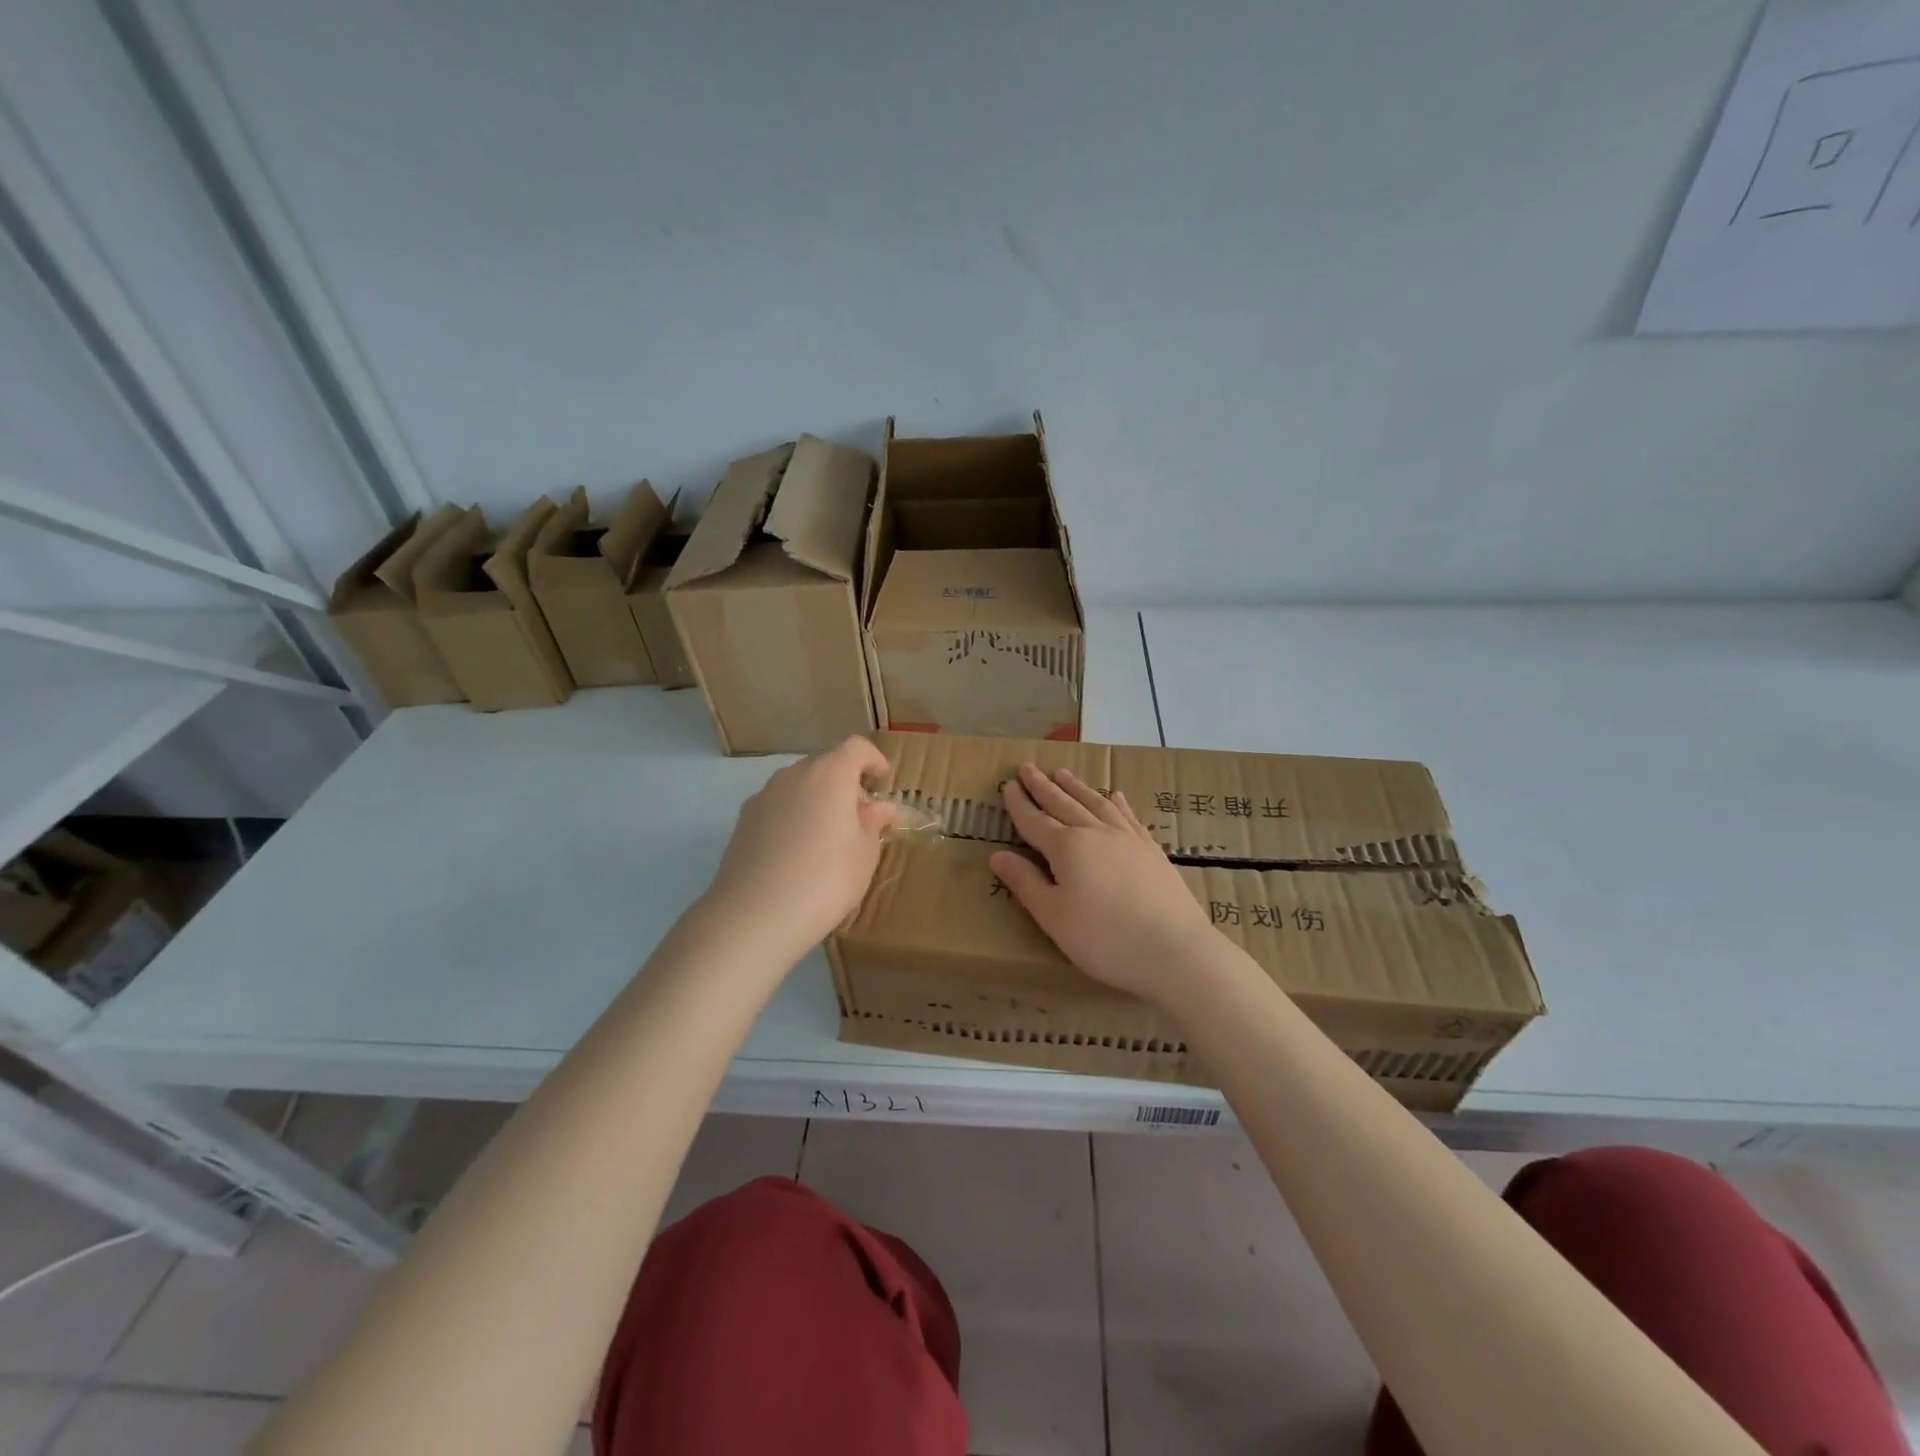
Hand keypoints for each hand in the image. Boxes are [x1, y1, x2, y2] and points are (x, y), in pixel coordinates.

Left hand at [705, 736, 897, 955]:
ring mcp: (764, 796)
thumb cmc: (825, 879)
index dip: (872, 759)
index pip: (856, 748)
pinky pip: (778, 806)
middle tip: (858, 818)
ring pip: (798, 785)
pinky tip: (796, 853)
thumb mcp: (864, 854)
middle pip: (825, 764)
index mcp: (830, 774)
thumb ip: (873, 823)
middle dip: (844, 783)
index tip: (881, 779)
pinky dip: (793, 816)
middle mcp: (794, 775)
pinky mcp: (743, 820)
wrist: (755, 915)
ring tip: (827, 838)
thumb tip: (879, 807)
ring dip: (816, 799)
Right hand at [990, 765, 1217, 1002]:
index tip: (1007, 784)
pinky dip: (1118, 803)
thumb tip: (997, 855)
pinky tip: (1116, 796)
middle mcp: (1095, 833)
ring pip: (1096, 803)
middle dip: (1043, 786)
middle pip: (1063, 804)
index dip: (1019, 804)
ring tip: (1063, 773)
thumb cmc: (1103, 939)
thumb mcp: (1053, 916)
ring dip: (1076, 787)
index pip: (1035, 821)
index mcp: (1067, 847)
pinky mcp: (1151, 850)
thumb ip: (1025, 883)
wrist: (1174, 950)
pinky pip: (1129, 817)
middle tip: (1028, 767)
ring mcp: (1127, 839)